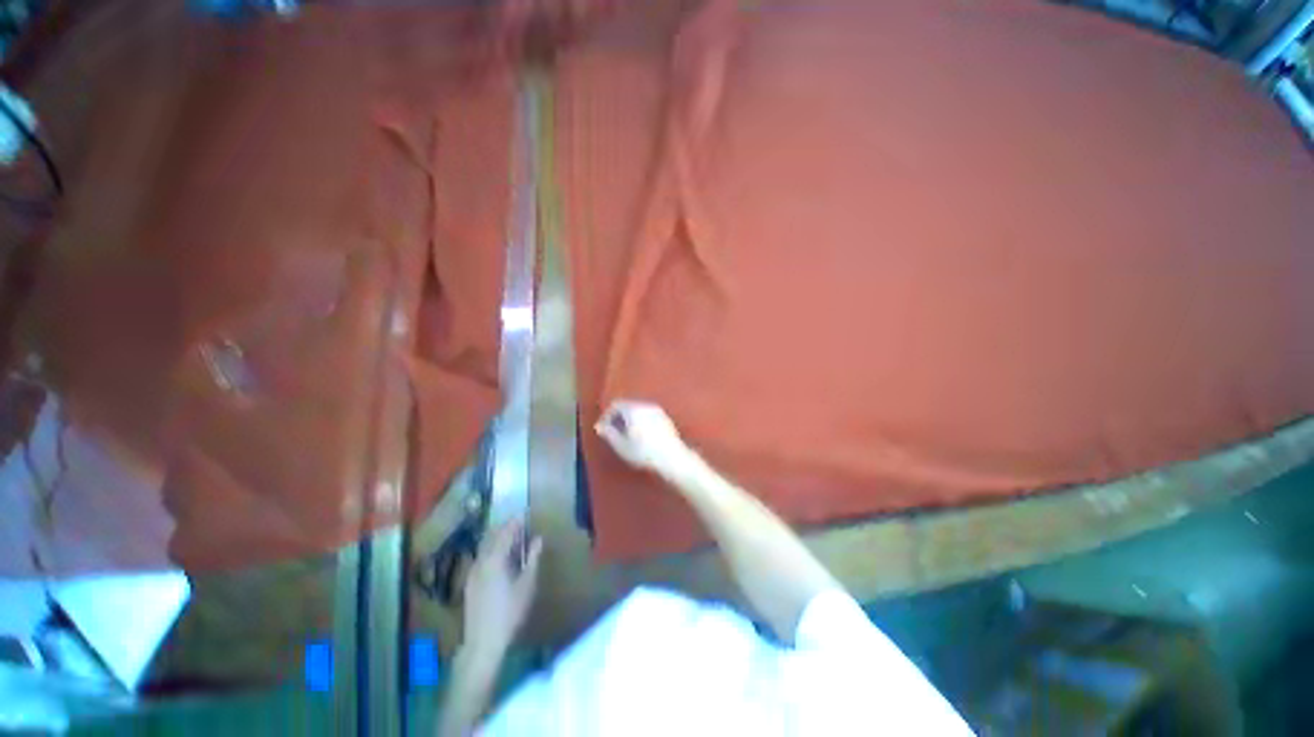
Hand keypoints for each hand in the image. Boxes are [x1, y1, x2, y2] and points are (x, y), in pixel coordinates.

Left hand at [461, 520, 543, 663]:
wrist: (483, 642)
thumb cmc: (509, 612)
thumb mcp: (527, 584)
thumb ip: (533, 558)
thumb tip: (538, 539)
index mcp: (495, 559)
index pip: (505, 533)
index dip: (515, 522)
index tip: (524, 513)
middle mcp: (481, 562)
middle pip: (492, 538)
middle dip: (505, 528)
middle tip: (518, 523)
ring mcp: (472, 573)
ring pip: (484, 548)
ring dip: (497, 539)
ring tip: (511, 538)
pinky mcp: (469, 584)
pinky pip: (481, 558)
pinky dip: (491, 551)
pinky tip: (499, 558)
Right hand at [594, 400, 692, 476]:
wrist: (672, 458)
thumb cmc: (643, 452)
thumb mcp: (621, 446)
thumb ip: (609, 433)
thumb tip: (599, 427)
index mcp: (633, 409)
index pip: (615, 405)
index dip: (606, 416)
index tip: (602, 429)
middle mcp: (645, 405)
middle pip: (627, 406)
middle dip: (618, 417)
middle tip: (612, 432)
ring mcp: (657, 411)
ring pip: (638, 410)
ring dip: (629, 419)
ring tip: (625, 435)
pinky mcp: (665, 418)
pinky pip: (647, 415)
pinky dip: (640, 421)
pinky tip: (640, 436)